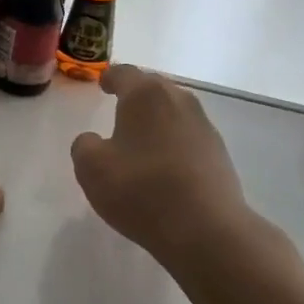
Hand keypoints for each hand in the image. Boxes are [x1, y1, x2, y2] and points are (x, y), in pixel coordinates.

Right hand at [71, 65, 255, 278]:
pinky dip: (174, 141)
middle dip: (136, 95)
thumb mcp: (91, 169)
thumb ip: (84, 146)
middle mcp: (179, 100)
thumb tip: (93, 140)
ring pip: (174, 111)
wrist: (206, 229)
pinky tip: (165, 165)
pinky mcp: (219, 153)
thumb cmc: (141, 190)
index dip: (110, 77)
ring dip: (158, 119)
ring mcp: (204, 126)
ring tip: (142, 139)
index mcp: (145, 95)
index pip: (125, 73)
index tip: (103, 84)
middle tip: (120, 108)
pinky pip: (189, 136)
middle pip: (153, 88)